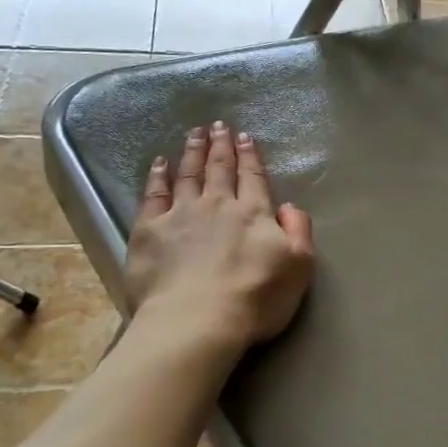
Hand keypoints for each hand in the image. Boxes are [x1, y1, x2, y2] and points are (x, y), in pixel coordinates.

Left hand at [125, 122, 315, 349]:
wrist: (197, 321)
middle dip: (221, 145)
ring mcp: (180, 214)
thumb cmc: (255, 298)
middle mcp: (217, 205)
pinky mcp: (149, 230)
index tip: (245, 137)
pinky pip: (153, 195)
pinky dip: (158, 176)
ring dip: (192, 152)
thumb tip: (288, 206)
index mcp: (253, 213)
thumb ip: (298, 231)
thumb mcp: (299, 267)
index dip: (250, 156)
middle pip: (219, 169)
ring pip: (188, 175)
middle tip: (218, 125)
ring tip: (194, 134)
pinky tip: (160, 164)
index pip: (252, 178)